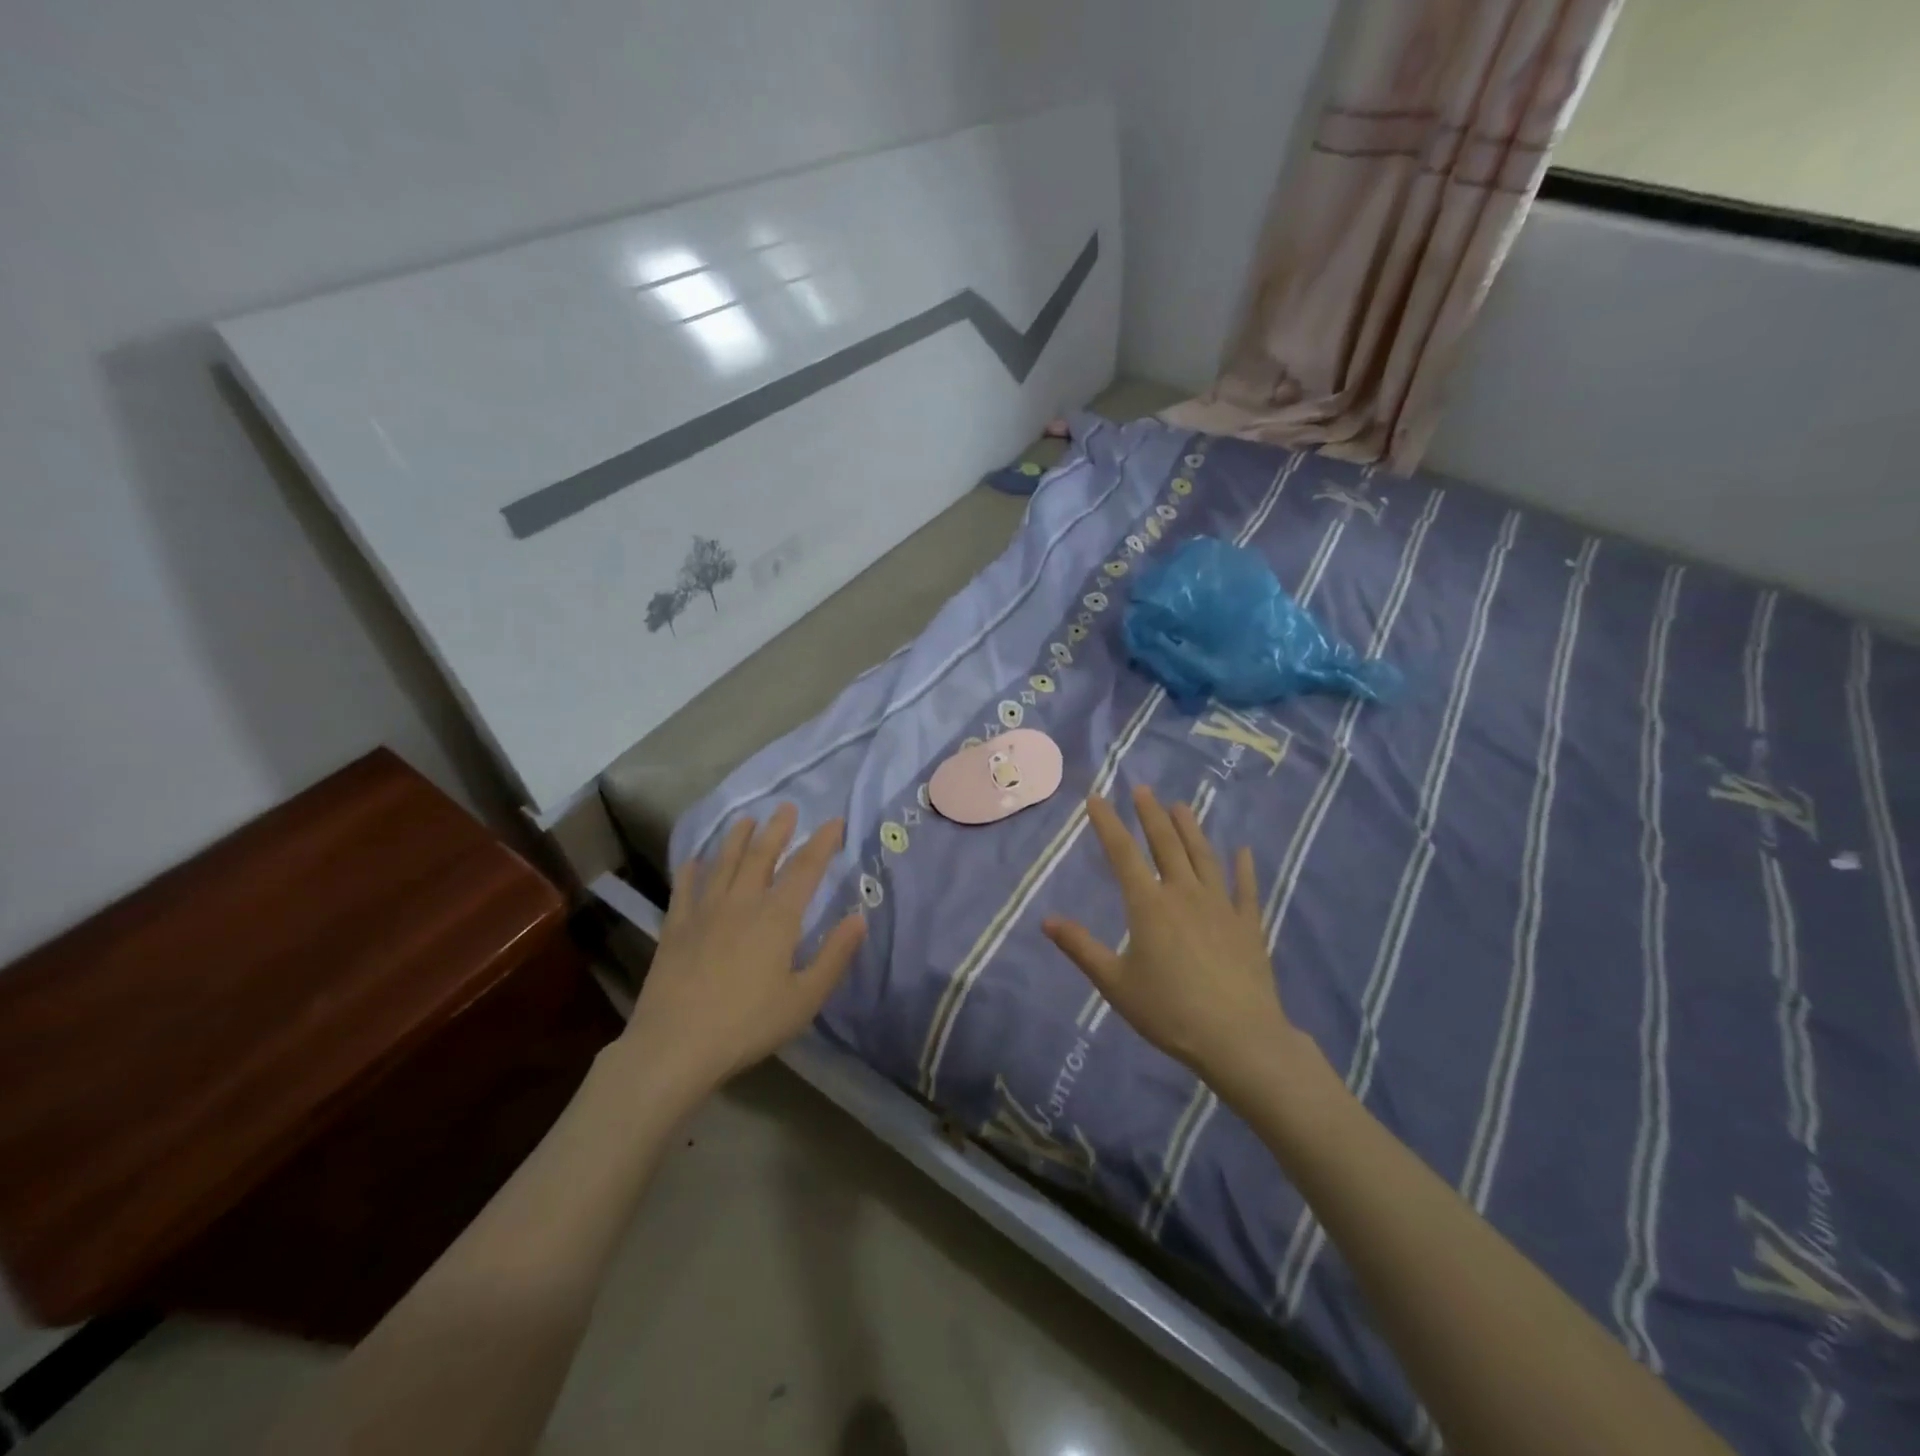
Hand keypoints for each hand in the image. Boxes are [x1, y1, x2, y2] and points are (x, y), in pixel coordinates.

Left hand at [620, 804, 865, 1097]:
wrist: (675, 1046)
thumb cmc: (748, 1024)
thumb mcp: (804, 999)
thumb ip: (834, 956)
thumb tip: (860, 918)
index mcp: (777, 918)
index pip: (805, 869)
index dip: (822, 843)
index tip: (834, 822)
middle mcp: (741, 903)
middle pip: (761, 855)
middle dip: (777, 829)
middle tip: (787, 807)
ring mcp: (704, 912)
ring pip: (723, 863)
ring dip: (736, 838)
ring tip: (746, 820)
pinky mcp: (675, 928)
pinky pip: (684, 889)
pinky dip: (691, 870)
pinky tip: (694, 859)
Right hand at [1044, 786, 1302, 1104]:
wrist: (1238, 1038)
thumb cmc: (1169, 1011)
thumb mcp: (1114, 983)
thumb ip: (1081, 948)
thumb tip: (1046, 921)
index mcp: (1149, 905)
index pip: (1123, 854)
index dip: (1108, 823)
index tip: (1097, 798)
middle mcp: (1184, 894)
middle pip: (1166, 844)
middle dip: (1151, 815)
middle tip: (1143, 789)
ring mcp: (1220, 906)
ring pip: (1203, 857)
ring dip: (1191, 829)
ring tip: (1181, 806)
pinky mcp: (1248, 924)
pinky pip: (1245, 888)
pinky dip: (1243, 867)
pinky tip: (1243, 850)